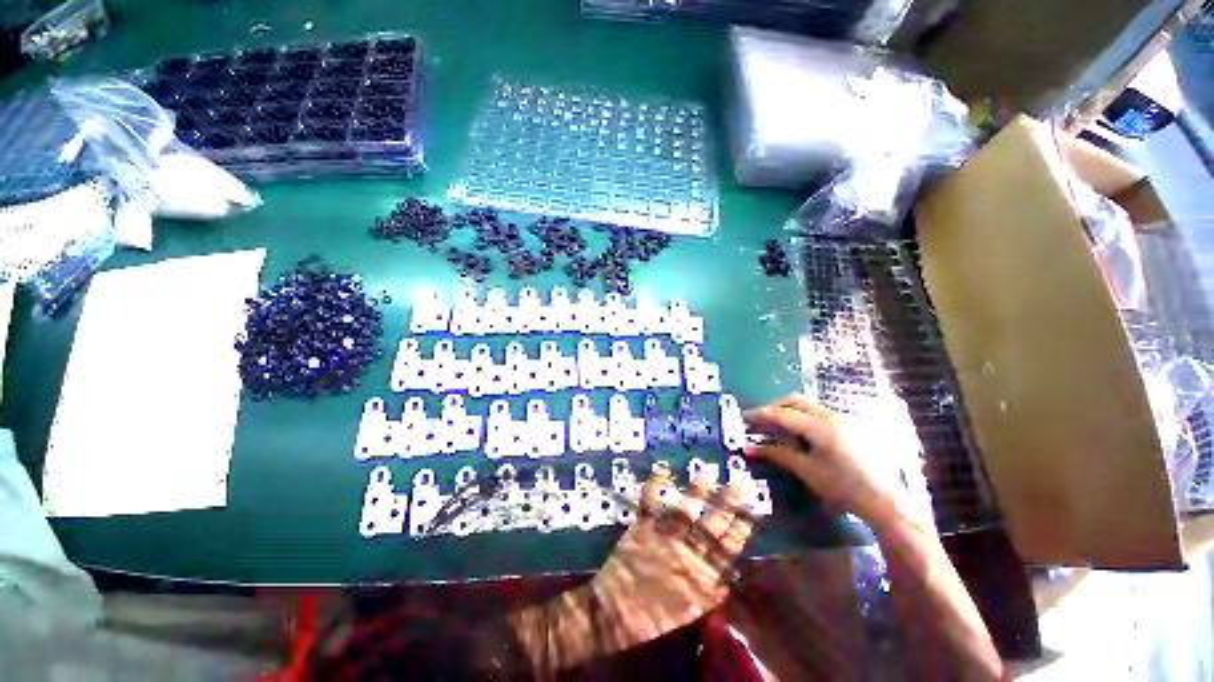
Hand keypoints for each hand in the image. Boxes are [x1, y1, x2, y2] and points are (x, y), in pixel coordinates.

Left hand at [510, 470, 753, 671]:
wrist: (615, 616)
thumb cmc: (654, 617)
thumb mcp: (689, 612)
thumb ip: (710, 595)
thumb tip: (730, 580)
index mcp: (701, 575)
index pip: (728, 548)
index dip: (742, 528)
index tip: (754, 509)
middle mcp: (686, 553)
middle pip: (712, 524)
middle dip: (728, 502)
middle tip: (740, 480)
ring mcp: (664, 538)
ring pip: (685, 511)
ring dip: (698, 490)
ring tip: (708, 470)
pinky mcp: (642, 529)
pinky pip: (650, 504)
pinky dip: (655, 485)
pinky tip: (663, 468)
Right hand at [743, 394, 894, 524]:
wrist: (886, 502)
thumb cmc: (843, 488)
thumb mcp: (807, 471)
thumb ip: (778, 454)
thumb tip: (750, 448)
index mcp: (819, 427)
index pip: (781, 414)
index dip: (760, 415)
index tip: (743, 418)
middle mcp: (831, 416)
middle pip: (794, 400)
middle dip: (774, 407)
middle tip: (759, 420)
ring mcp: (843, 418)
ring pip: (807, 405)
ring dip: (788, 411)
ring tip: (776, 426)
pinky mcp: (850, 425)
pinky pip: (819, 413)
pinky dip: (803, 417)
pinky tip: (800, 434)